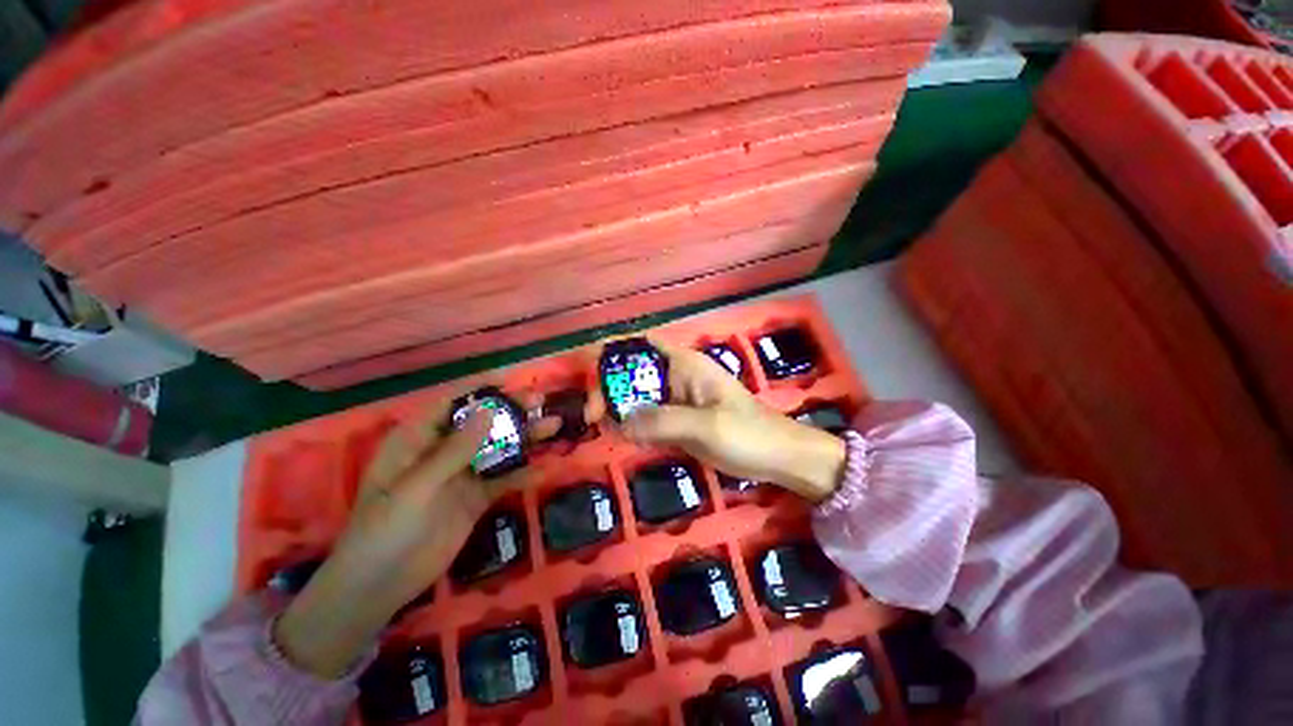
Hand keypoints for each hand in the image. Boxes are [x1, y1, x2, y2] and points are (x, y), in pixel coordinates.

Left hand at [275, 395, 557, 677]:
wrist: (380, 587)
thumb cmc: (384, 529)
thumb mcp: (417, 486)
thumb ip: (455, 449)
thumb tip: (489, 410)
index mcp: (418, 439)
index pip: (451, 402)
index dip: (480, 389)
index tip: (511, 380)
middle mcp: (443, 451)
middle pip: (481, 422)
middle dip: (511, 410)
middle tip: (540, 401)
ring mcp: (462, 475)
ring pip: (498, 448)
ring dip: (525, 437)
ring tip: (552, 425)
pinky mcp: (476, 498)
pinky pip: (504, 480)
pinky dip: (524, 473)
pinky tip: (545, 468)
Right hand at [589, 339, 846, 502]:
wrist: (777, 457)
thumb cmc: (748, 433)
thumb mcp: (707, 425)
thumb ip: (663, 421)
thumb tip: (619, 422)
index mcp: (685, 365)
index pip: (642, 345)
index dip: (614, 350)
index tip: (588, 370)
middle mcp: (676, 377)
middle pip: (633, 372)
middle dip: (609, 386)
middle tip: (593, 415)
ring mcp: (677, 400)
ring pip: (637, 395)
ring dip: (617, 406)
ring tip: (598, 425)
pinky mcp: (678, 421)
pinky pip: (647, 416)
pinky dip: (631, 423)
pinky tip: (618, 434)